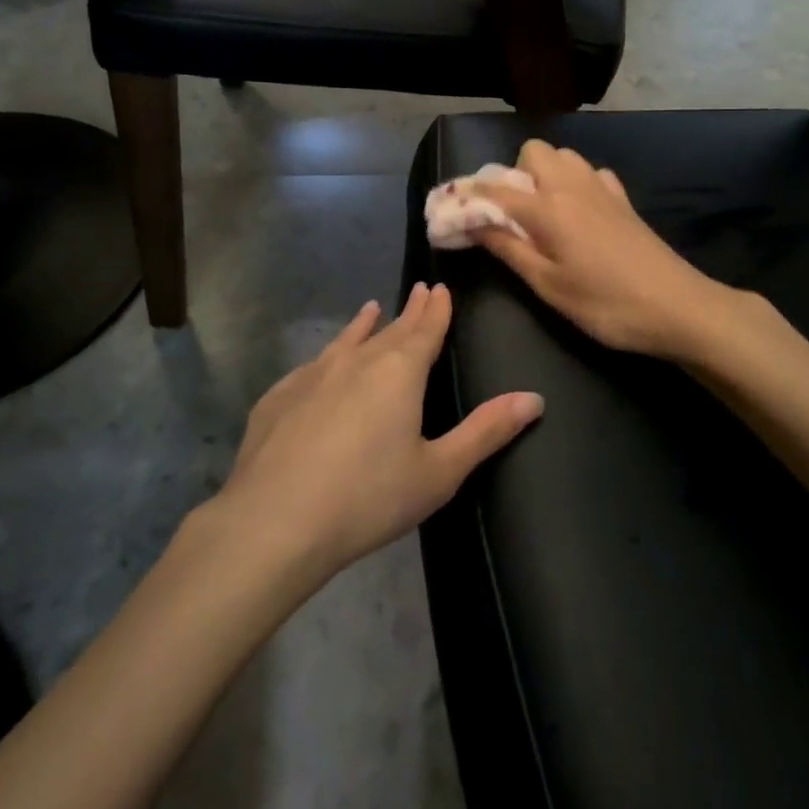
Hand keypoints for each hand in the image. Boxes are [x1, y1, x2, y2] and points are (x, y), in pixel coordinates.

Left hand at [213, 283, 542, 581]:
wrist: (275, 521)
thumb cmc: (368, 497)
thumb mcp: (439, 471)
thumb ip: (486, 431)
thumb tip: (534, 398)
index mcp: (399, 372)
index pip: (425, 329)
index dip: (437, 309)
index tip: (440, 287)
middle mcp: (356, 361)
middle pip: (390, 329)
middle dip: (409, 311)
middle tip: (419, 291)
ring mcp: (312, 375)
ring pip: (347, 341)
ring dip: (364, 324)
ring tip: (371, 309)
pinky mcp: (279, 397)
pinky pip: (312, 365)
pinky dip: (328, 354)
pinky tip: (322, 364)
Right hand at [469, 140, 738, 361]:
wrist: (678, 307)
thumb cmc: (606, 304)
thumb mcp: (548, 286)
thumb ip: (508, 249)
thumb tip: (471, 224)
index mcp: (548, 207)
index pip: (495, 189)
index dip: (468, 198)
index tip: (451, 213)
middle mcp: (572, 185)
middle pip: (533, 151)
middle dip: (513, 174)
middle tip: (511, 215)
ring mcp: (602, 188)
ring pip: (564, 157)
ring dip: (544, 174)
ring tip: (542, 214)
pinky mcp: (624, 200)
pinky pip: (591, 173)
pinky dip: (576, 183)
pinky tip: (579, 214)